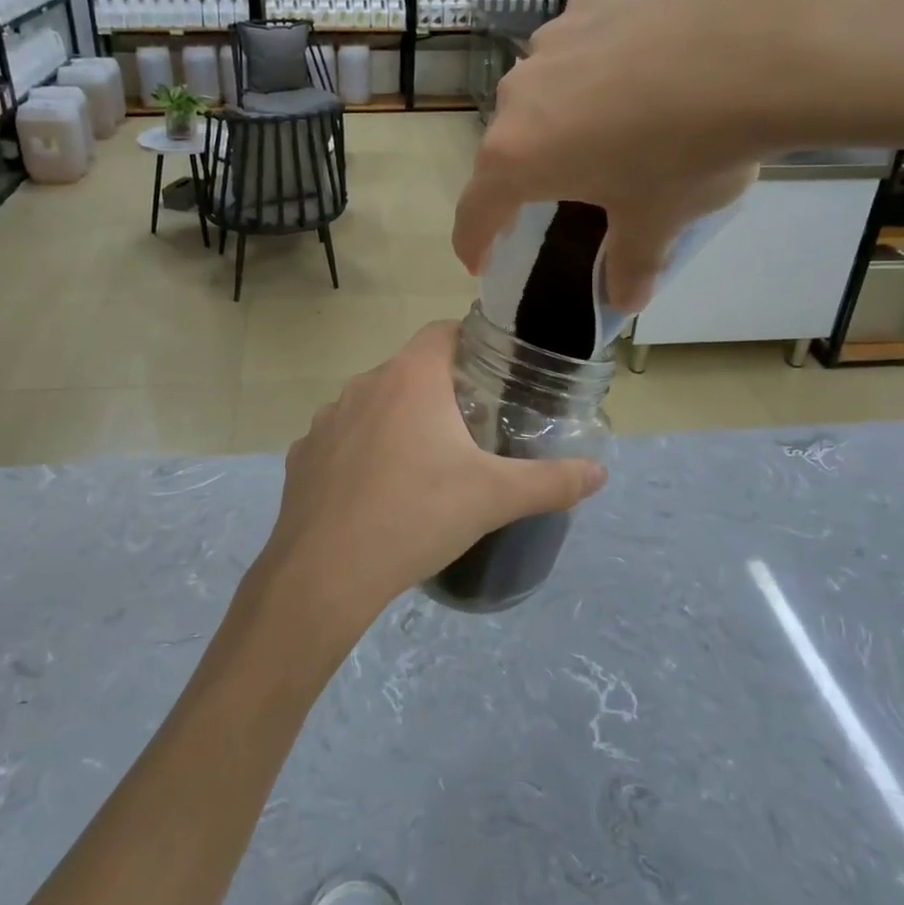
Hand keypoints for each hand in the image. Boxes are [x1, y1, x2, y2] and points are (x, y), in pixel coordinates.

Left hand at [251, 322, 607, 646]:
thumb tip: (600, 472)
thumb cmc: (416, 516)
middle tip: (470, 430)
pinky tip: (376, 492)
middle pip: (409, 371)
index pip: (443, 333)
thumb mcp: (494, 498)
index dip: (470, 345)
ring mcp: (326, 418)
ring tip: (422, 465)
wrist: (326, 572)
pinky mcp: (303, 453)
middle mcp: (364, 384)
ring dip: (397, 422)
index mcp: (410, 378)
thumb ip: (551, 481)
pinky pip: (342, 439)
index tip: (492, 375)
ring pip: (373, 405)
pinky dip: (361, 453)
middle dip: (439, 392)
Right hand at [453, 0, 836, 310]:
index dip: (474, 242)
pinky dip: (597, 66)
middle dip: (528, 174)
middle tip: (563, 193)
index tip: (479, 261)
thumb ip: (631, 264)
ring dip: (561, 116)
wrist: (757, 45)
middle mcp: (517, 96)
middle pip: (508, 146)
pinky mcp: (592, 1)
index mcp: (516, 157)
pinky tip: (643, 68)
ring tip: (614, 124)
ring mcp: (552, 41)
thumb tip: (624, 301)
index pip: (475, 210)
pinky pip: (580, 46)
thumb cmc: (686, 150)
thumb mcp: (658, 221)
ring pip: (542, 92)